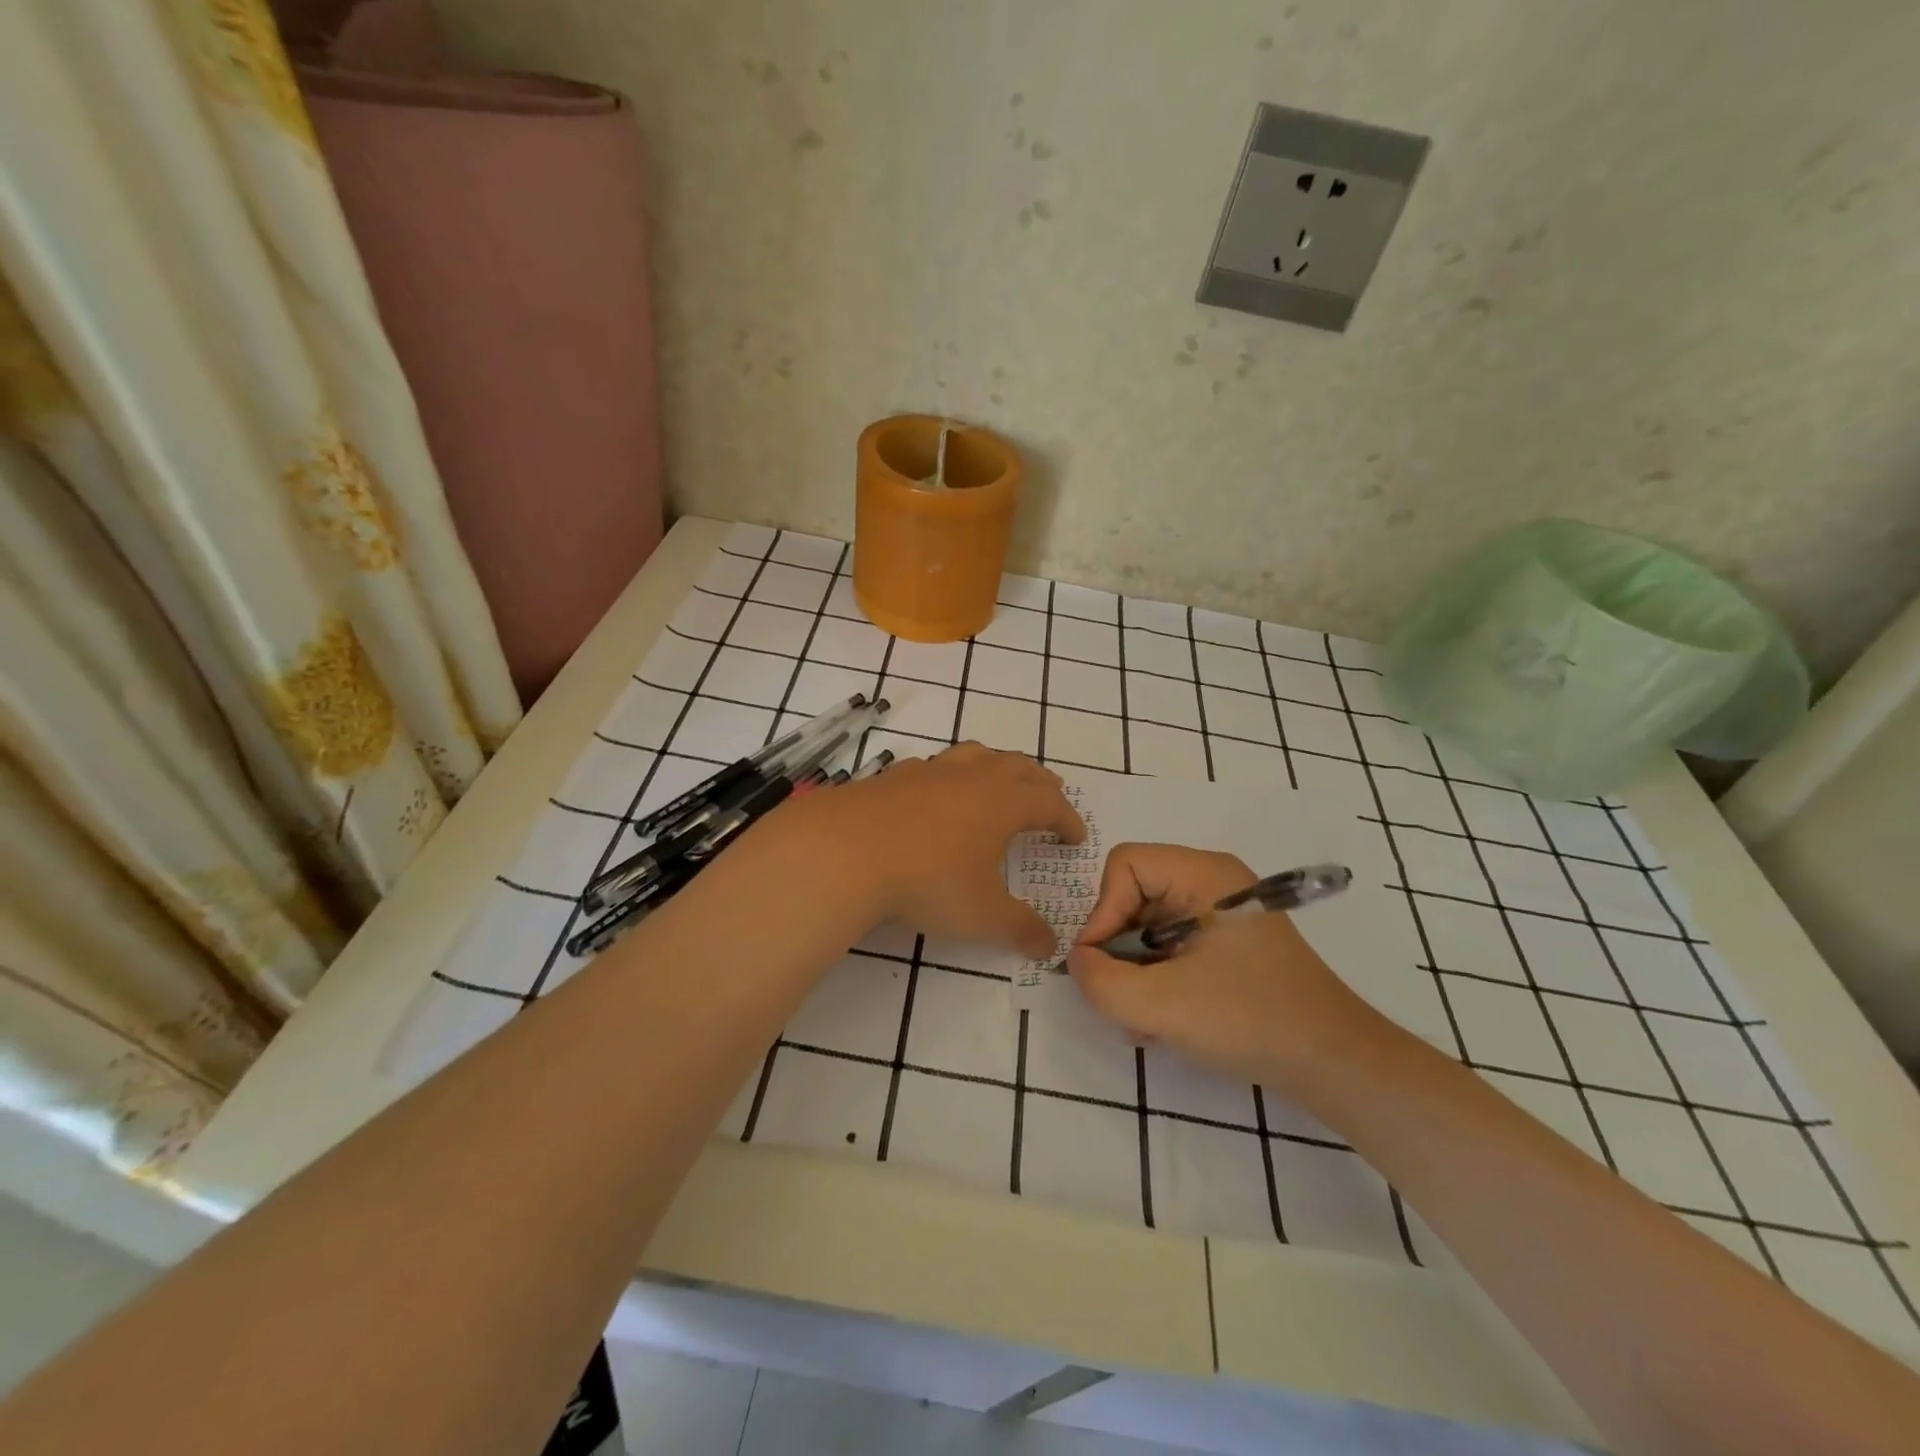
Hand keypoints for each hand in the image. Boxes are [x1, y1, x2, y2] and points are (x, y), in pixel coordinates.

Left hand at [785, 743, 1084, 956]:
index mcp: (1003, 804)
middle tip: (1049, 794)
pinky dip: (947, 776)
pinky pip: (931, 767)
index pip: (1049, 804)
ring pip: (974, 754)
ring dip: (995, 765)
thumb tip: (1050, 946)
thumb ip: (1020, 930)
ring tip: (997, 780)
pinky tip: (935, 793)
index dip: (1067, 819)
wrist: (847, 852)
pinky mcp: (892, 776)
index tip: (1075, 838)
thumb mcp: (982, 916)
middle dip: (1039, 781)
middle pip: (1017, 766)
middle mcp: (971, 778)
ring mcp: (929, 772)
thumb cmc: (928, 881)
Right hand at [1065, 843, 1379, 1090]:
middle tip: (1120, 1000)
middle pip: (1133, 896)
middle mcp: (1212, 882)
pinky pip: (1170, 948)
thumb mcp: (1161, 1005)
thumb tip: (1079, 962)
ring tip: (1143, 1022)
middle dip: (1118, 950)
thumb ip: (1100, 982)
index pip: (1125, 865)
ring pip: (1148, 927)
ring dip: (1134, 973)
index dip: (1103, 911)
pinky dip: (1156, 980)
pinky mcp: (1227, 946)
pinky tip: (1162, 1023)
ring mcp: (1221, 915)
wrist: (1336, 1065)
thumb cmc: (1250, 1020)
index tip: (1102, 964)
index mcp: (1204, 874)